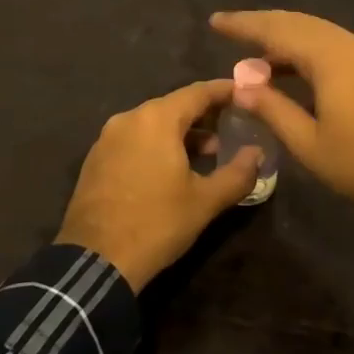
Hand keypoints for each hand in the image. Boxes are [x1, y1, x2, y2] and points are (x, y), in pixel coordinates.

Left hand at [55, 79, 261, 291]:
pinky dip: (158, 144)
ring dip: (182, 133)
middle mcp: (129, 118)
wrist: (95, 261)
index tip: (246, 92)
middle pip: (174, 106)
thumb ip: (238, 173)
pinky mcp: (96, 159)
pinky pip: (135, 139)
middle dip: (205, 114)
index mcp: (156, 119)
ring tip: (209, 152)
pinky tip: (172, 168)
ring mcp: (107, 138)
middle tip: (233, 125)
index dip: (225, 91)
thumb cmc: (156, 224)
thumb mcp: (205, 201)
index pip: (198, 92)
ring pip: (153, 123)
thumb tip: (257, 154)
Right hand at [209, 11, 353, 213]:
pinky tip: (295, 70)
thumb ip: (273, 109)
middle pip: (298, 23)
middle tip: (231, 30)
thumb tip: (240, 84)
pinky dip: (308, 50)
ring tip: (257, 57)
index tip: (216, 21)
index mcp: (329, 57)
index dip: (244, 24)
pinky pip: (335, 46)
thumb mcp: (309, 143)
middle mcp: (349, 44)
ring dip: (286, 39)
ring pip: (318, 33)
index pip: (276, 29)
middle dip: (263, 25)